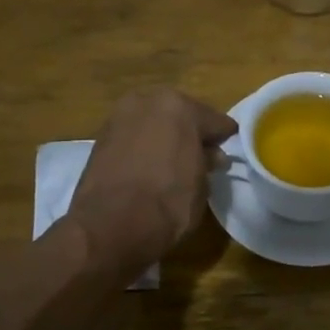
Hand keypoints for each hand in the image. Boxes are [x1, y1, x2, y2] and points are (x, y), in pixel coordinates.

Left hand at [70, 87, 237, 261]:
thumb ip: (207, 163)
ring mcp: (119, 117)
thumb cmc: (168, 202)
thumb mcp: (202, 185)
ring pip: (153, 123)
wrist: (110, 226)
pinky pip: (133, 137)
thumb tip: (210, 157)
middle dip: (191, 133)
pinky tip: (150, 167)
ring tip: (173, 163)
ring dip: (164, 137)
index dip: (224, 137)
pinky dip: (143, 147)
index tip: (230, 149)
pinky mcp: (100, 138)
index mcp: (180, 107)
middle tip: (201, 156)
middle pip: (180, 115)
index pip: (214, 120)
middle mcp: (147, 102)